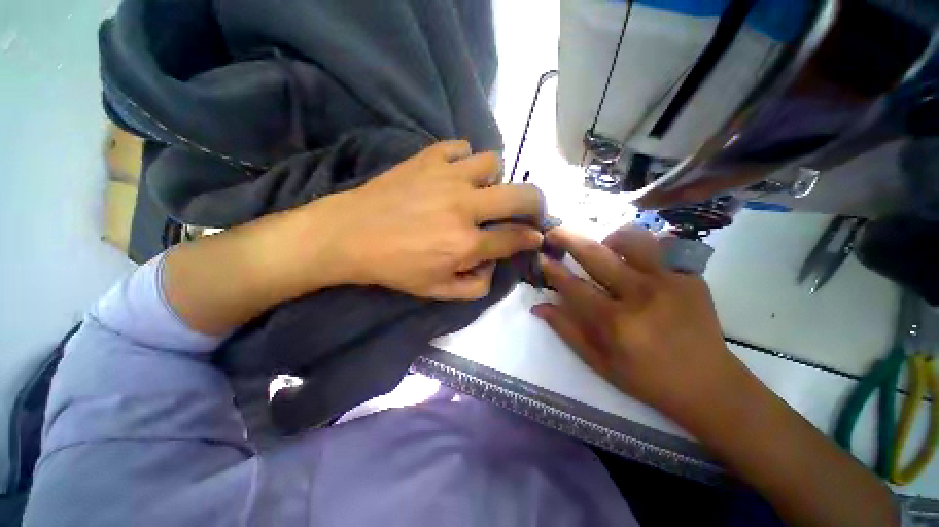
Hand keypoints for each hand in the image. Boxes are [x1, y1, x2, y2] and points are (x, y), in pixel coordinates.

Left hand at [303, 140, 544, 299]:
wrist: (349, 235)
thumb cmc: (394, 267)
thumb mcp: (436, 292)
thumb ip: (475, 286)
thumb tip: (494, 265)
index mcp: (465, 244)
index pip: (515, 238)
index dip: (531, 238)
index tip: (535, 236)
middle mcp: (464, 207)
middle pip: (521, 195)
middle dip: (536, 204)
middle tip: (529, 210)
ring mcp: (446, 177)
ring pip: (493, 163)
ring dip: (495, 179)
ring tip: (482, 191)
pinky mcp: (427, 158)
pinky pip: (461, 147)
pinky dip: (465, 160)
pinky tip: (456, 174)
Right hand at [532, 226, 745, 418]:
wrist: (709, 383)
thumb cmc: (647, 378)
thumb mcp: (599, 362)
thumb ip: (566, 330)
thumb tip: (538, 306)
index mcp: (616, 323)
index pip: (573, 286)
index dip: (553, 270)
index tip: (541, 258)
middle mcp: (641, 296)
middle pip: (596, 254)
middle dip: (568, 238)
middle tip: (554, 232)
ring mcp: (670, 281)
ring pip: (631, 239)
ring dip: (607, 238)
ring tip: (602, 247)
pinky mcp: (691, 276)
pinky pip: (660, 245)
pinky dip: (640, 245)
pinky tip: (635, 258)